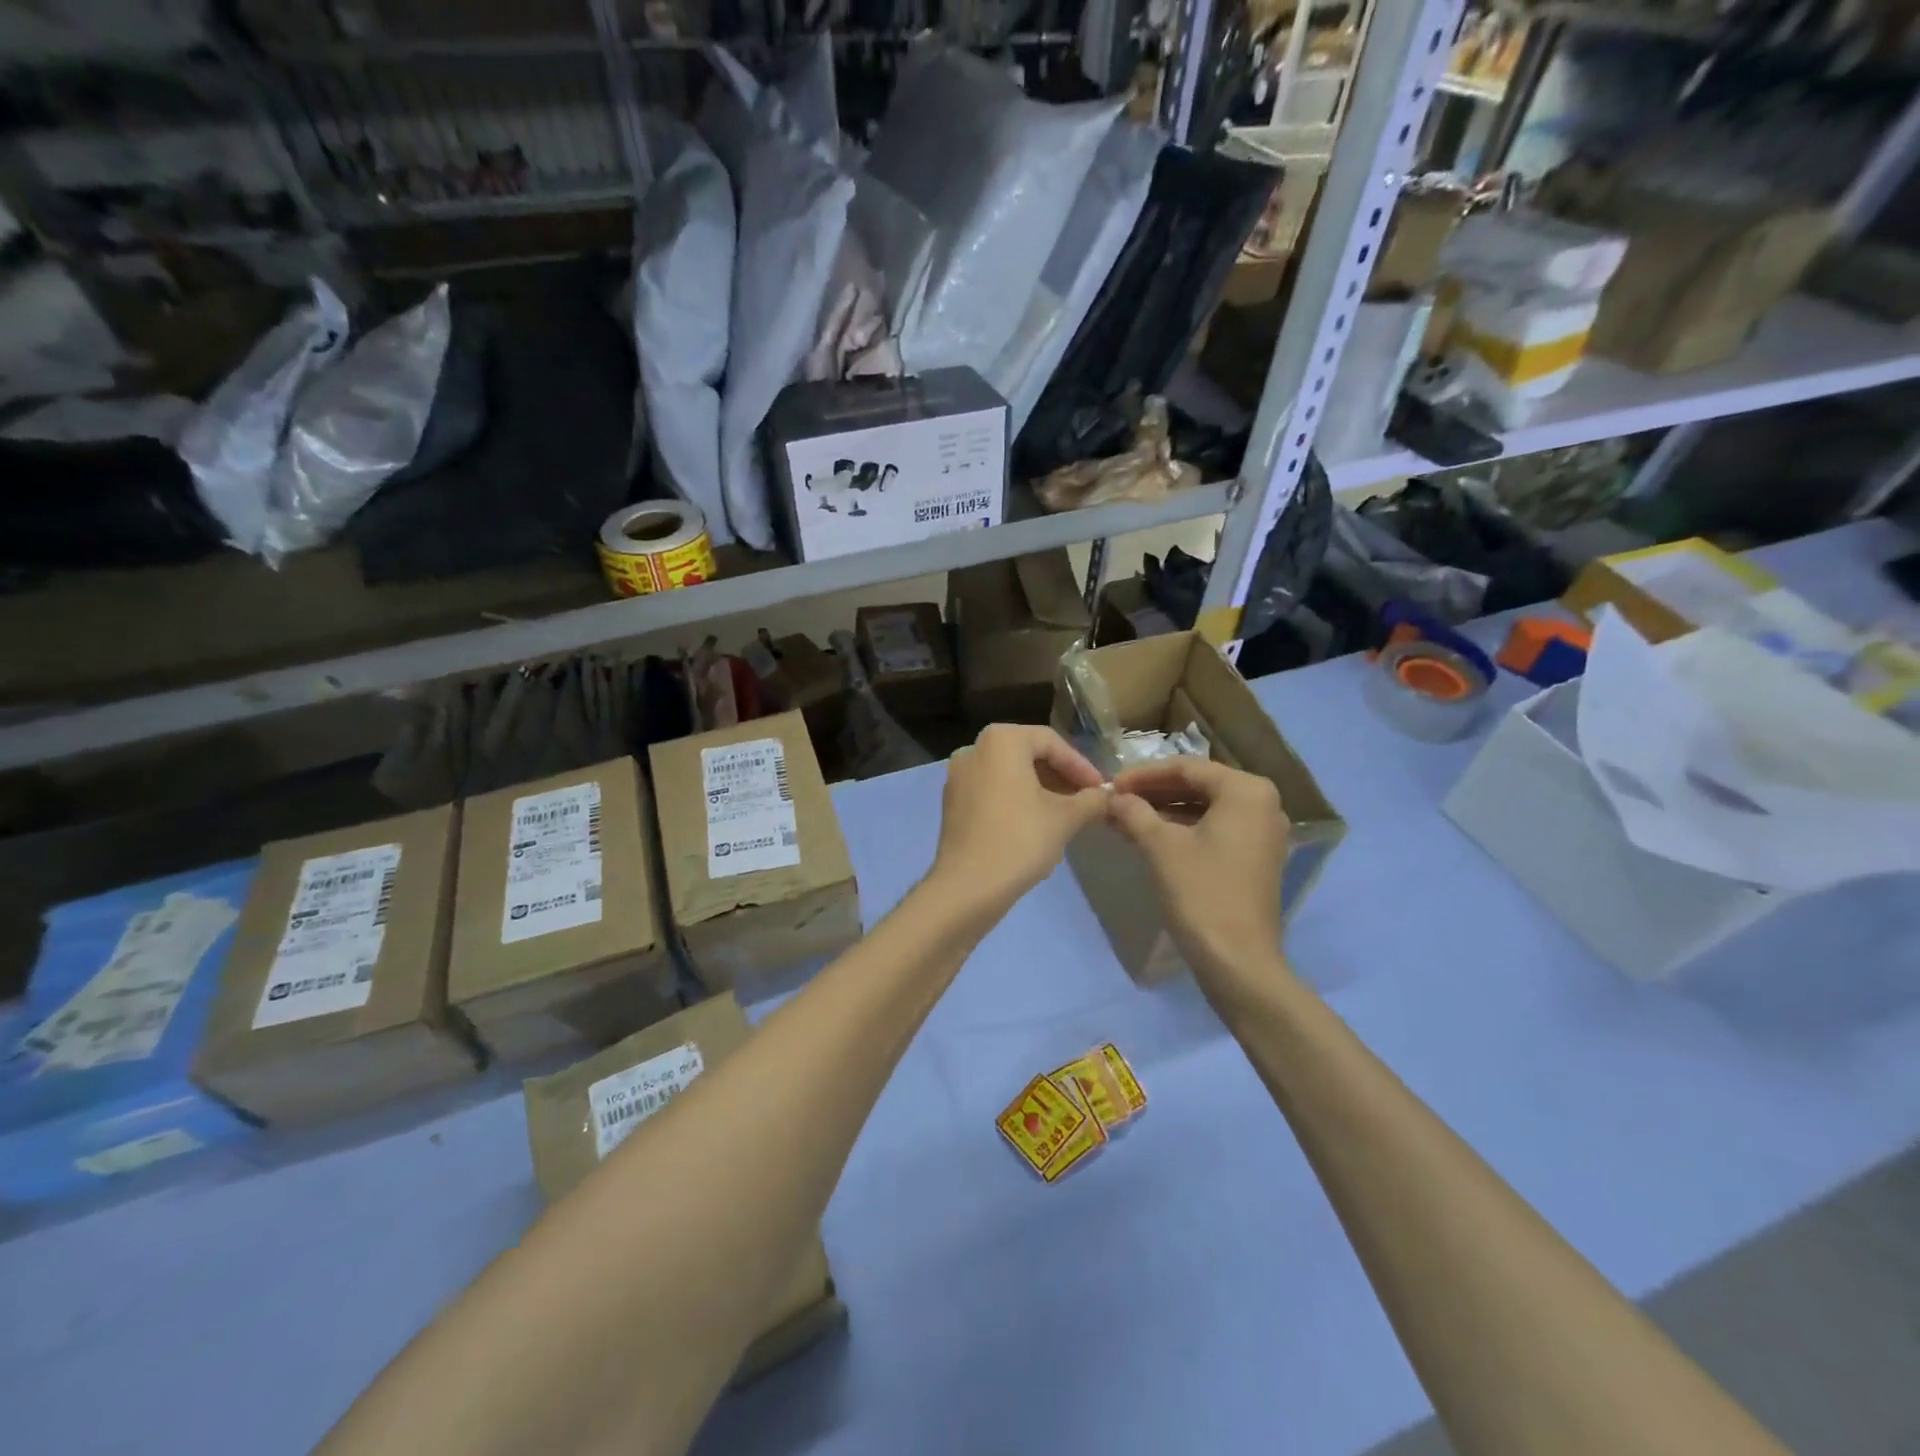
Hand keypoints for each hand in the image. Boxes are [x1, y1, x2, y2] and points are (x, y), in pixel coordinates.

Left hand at [933, 724, 1108, 909]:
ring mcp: (958, 775)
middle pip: (1029, 755)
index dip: (1081, 766)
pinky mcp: (952, 801)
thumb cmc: (1020, 840)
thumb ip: (1091, 800)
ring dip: (1041, 789)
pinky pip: (992, 790)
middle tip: (1086, 800)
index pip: (1052, 742)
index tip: (1101, 789)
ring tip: (1067, 814)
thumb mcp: (1066, 818)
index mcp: (1001, 740)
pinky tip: (1036, 824)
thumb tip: (1106, 796)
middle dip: (1061, 777)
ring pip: (1010, 774)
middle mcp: (974, 748)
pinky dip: (1016, 800)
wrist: (968, 886)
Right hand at [1107, 758, 1290, 984]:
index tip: (1110, 784)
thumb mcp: (1160, 847)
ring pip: (1205, 808)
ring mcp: (1263, 833)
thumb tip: (1112, 797)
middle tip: (1116, 799)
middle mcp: (1263, 804)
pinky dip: (1183, 829)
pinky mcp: (1256, 858)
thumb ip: (1134, 812)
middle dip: (1154, 792)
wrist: (1238, 961)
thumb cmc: (1201, 893)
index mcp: (1246, 791)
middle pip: (1198, 786)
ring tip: (1125, 817)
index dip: (1143, 775)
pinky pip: (1215, 830)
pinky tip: (1148, 837)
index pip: (1186, 767)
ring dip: (1165, 811)